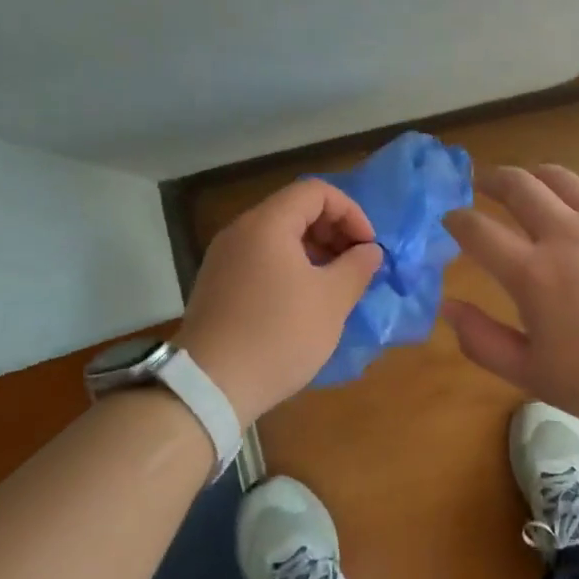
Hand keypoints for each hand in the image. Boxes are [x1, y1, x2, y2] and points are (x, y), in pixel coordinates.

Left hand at [178, 180, 383, 425]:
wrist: (209, 387)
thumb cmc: (278, 335)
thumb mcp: (331, 301)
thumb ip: (357, 267)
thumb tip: (370, 251)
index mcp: (267, 224)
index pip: (316, 191)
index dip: (350, 212)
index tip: (367, 246)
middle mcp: (241, 231)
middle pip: (295, 209)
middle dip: (333, 230)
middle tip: (356, 264)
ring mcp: (224, 258)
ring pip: (278, 236)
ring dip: (314, 250)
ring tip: (335, 285)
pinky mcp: (217, 285)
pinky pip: (261, 258)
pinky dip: (290, 266)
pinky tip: (304, 301)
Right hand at [442, 165, 578, 438]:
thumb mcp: (533, 376)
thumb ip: (482, 341)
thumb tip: (447, 306)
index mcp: (533, 274)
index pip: (478, 231)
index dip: (456, 220)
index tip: (449, 219)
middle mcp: (565, 234)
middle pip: (517, 186)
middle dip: (490, 179)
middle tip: (480, 182)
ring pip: (560, 178)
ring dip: (534, 175)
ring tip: (526, 181)